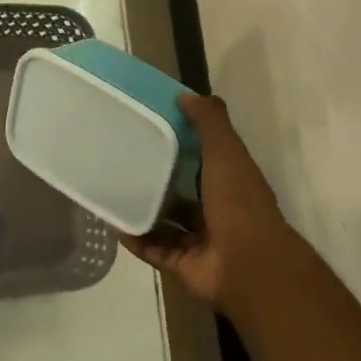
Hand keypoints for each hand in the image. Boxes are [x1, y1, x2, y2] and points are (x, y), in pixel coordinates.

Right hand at [122, 94, 299, 316]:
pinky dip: (137, 240)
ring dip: (144, 211)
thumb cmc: (238, 201)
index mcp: (230, 181)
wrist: (247, 264)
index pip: (203, 159)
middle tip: (122, 162)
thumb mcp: (226, 151)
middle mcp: (217, 209)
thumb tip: (186, 96)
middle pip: (182, 192)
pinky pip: (155, 250)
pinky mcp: (183, 264)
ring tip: (113, 193)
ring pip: (167, 222)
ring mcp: (200, 240)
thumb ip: (210, 122)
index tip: (151, 129)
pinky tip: (115, 226)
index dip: (181, 144)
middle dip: (157, 180)